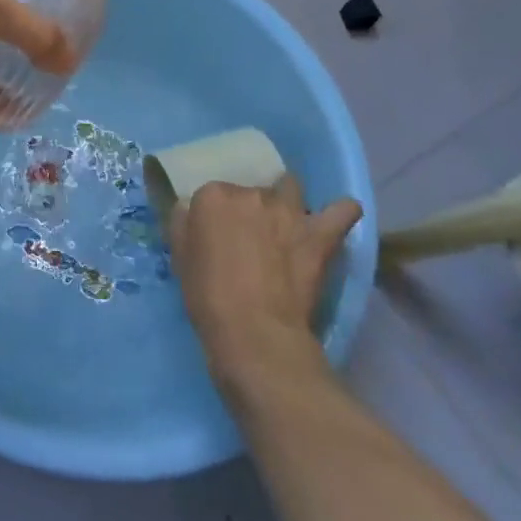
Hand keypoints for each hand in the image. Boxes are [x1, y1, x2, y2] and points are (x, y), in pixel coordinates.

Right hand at [170, 176, 361, 391]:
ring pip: (290, 188)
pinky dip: (341, 211)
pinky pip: (342, 211)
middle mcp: (251, 193)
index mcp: (213, 196)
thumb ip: (183, 224)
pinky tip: (337, 217)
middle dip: (250, 211)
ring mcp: (289, 212)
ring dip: (287, 202)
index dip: (216, 217)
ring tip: (286, 226)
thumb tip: (190, 210)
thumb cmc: (207, 297)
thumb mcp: (179, 256)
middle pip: (251, 191)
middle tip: (249, 241)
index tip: (217, 238)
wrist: (254, 332)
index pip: (213, 194)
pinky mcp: (319, 235)